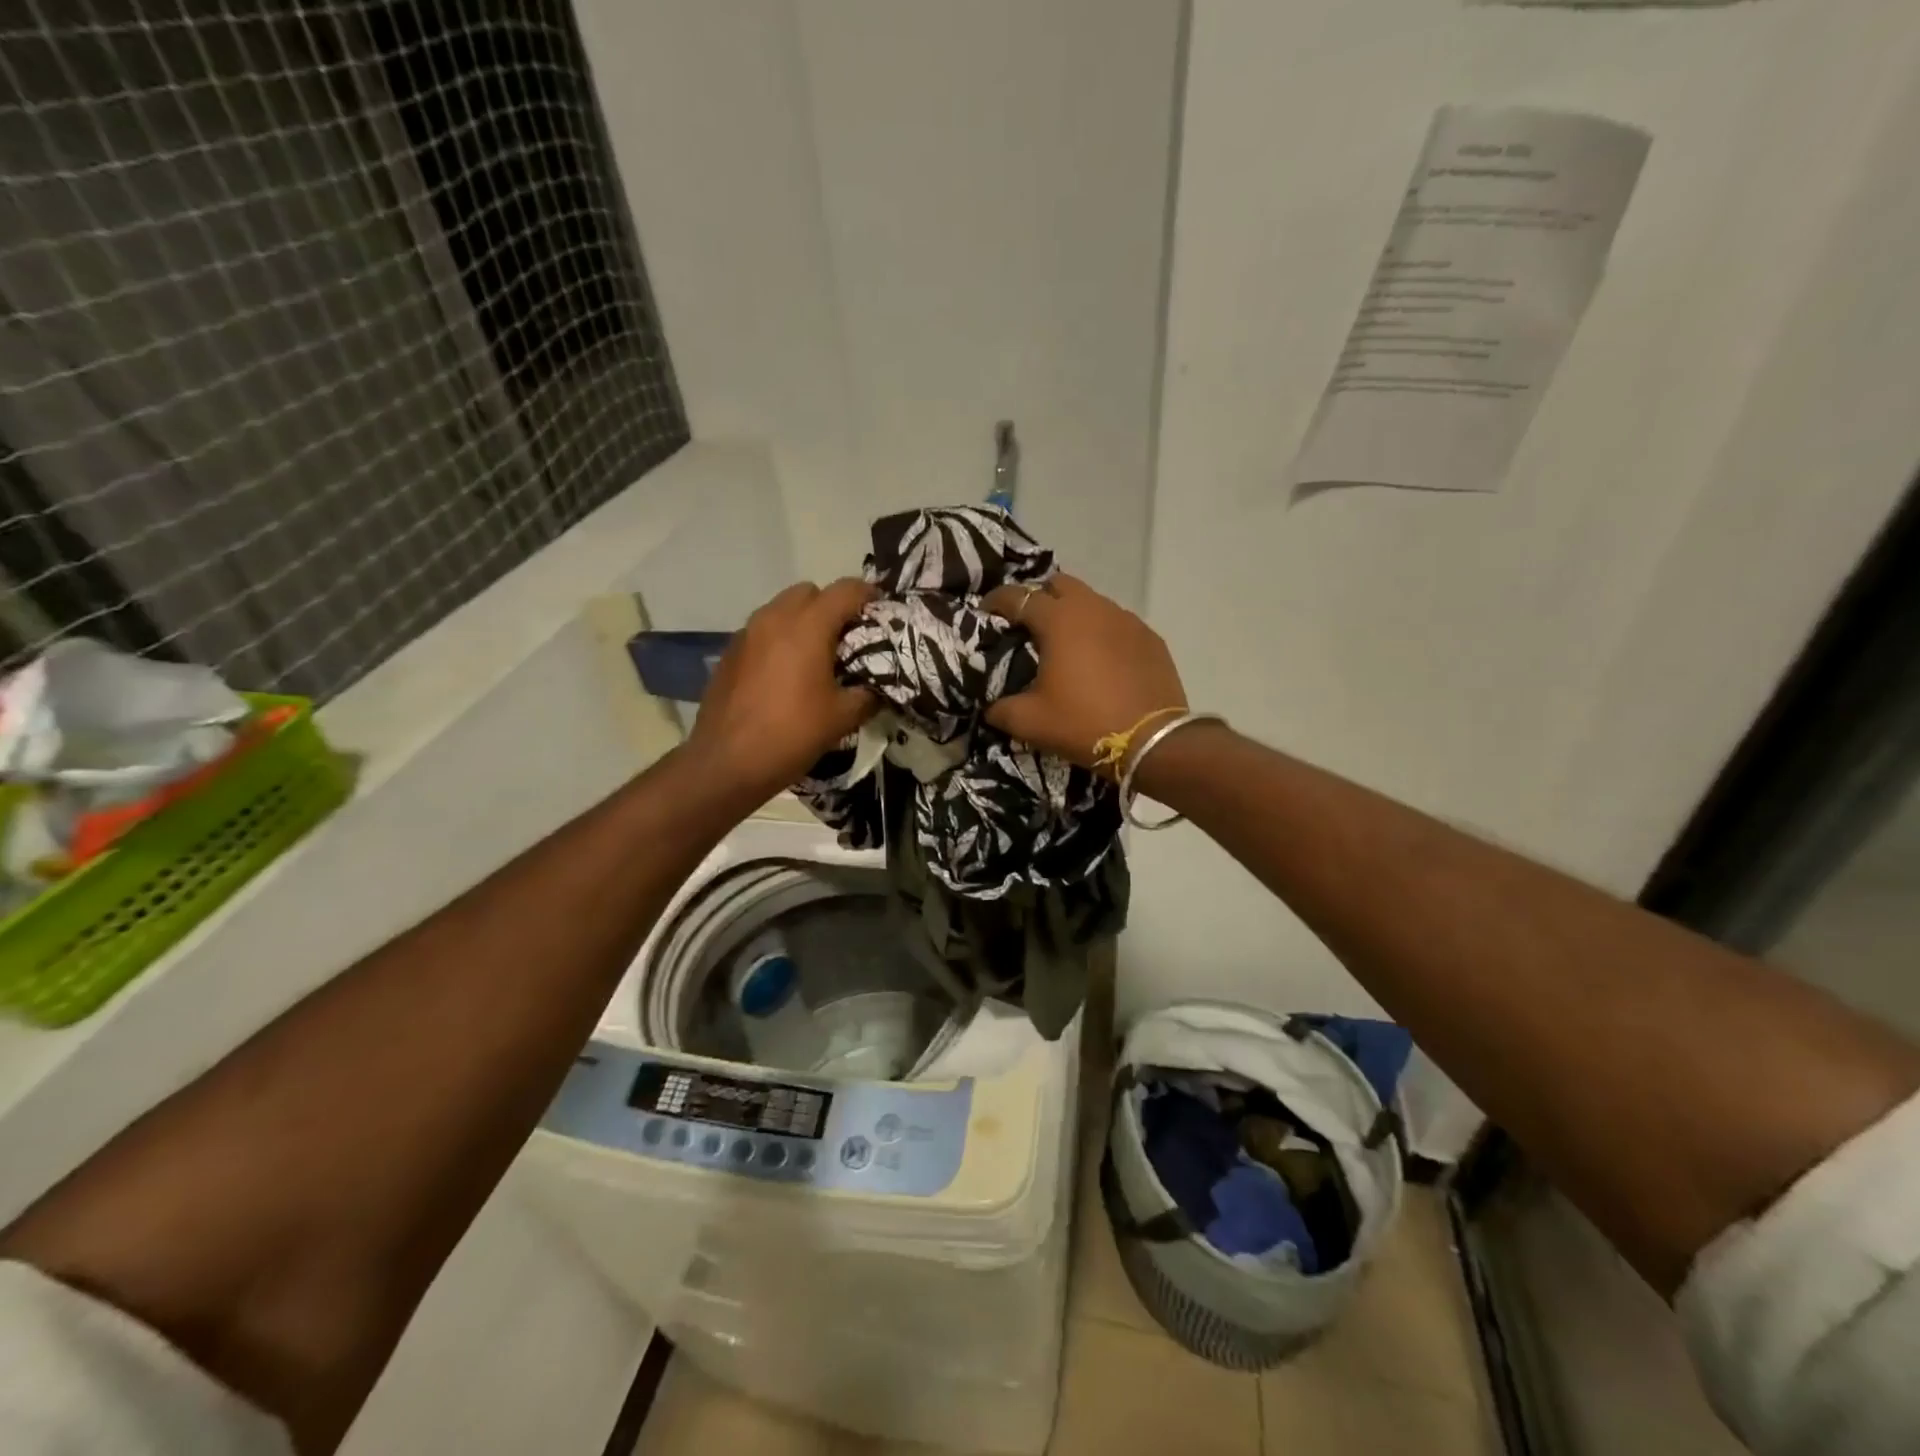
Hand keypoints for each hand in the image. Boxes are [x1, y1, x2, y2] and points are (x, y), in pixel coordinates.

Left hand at [689, 579, 878, 798]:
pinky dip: (779, 640)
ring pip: (782, 609)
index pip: (846, 590)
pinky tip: (786, 674)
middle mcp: (774, 618)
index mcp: (808, 626)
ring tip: (816, 656)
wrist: (727, 762)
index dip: (869, 596)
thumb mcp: (843, 717)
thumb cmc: (792, 734)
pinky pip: (762, 631)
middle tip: (847, 638)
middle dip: (831, 606)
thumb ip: (868, 694)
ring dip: (803, 622)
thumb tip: (877, 687)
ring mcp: (747, 633)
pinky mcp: (729, 652)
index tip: (881, 613)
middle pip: (810, 592)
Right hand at [981, 574, 1186, 774]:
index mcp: (1059, 620)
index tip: (985, 614)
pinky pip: (1118, 624)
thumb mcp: (1030, 722)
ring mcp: (1127, 620)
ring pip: (1092, 602)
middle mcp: (1094, 608)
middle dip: (1040, 597)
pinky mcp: (1150, 638)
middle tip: (1028, 625)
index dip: (996, 602)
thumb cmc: (1083, 724)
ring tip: (1065, 644)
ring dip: (1073, 614)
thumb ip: (1001, 709)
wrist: (1152, 742)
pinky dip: (1102, 633)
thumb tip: (992, 707)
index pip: (1018, 596)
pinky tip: (1100, 660)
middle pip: (1059, 584)